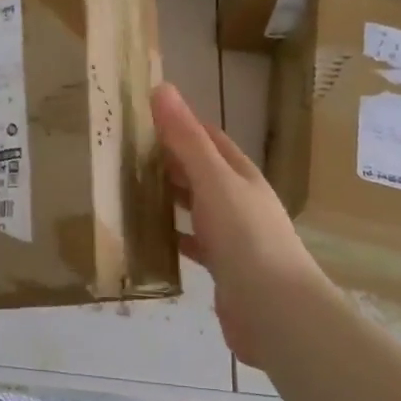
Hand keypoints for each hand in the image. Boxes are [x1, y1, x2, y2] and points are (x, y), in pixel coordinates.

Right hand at [151, 82, 332, 367]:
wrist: (276, 313)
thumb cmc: (245, 238)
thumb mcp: (213, 180)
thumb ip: (187, 138)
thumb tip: (162, 88)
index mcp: (242, 176)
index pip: (210, 139)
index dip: (181, 125)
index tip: (142, 118)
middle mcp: (241, 201)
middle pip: (202, 172)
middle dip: (170, 161)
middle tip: (125, 154)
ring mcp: (234, 237)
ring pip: (197, 208)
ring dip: (170, 198)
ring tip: (130, 191)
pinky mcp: (225, 270)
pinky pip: (194, 244)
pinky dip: (173, 237)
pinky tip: (149, 239)